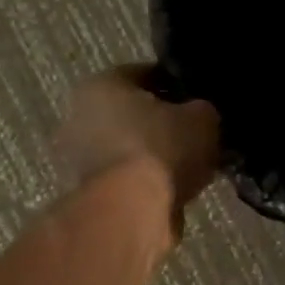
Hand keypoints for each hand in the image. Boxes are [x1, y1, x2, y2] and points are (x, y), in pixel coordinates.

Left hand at [55, 65, 220, 220]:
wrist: (132, 211)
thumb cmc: (161, 149)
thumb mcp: (202, 118)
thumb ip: (202, 110)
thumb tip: (200, 115)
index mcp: (103, 84)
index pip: (147, 74)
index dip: (179, 86)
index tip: (201, 102)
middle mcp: (82, 115)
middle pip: (135, 113)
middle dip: (166, 124)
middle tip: (198, 135)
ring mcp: (82, 157)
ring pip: (133, 147)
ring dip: (159, 155)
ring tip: (193, 166)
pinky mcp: (91, 191)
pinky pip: (130, 176)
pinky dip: (150, 180)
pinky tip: (178, 187)